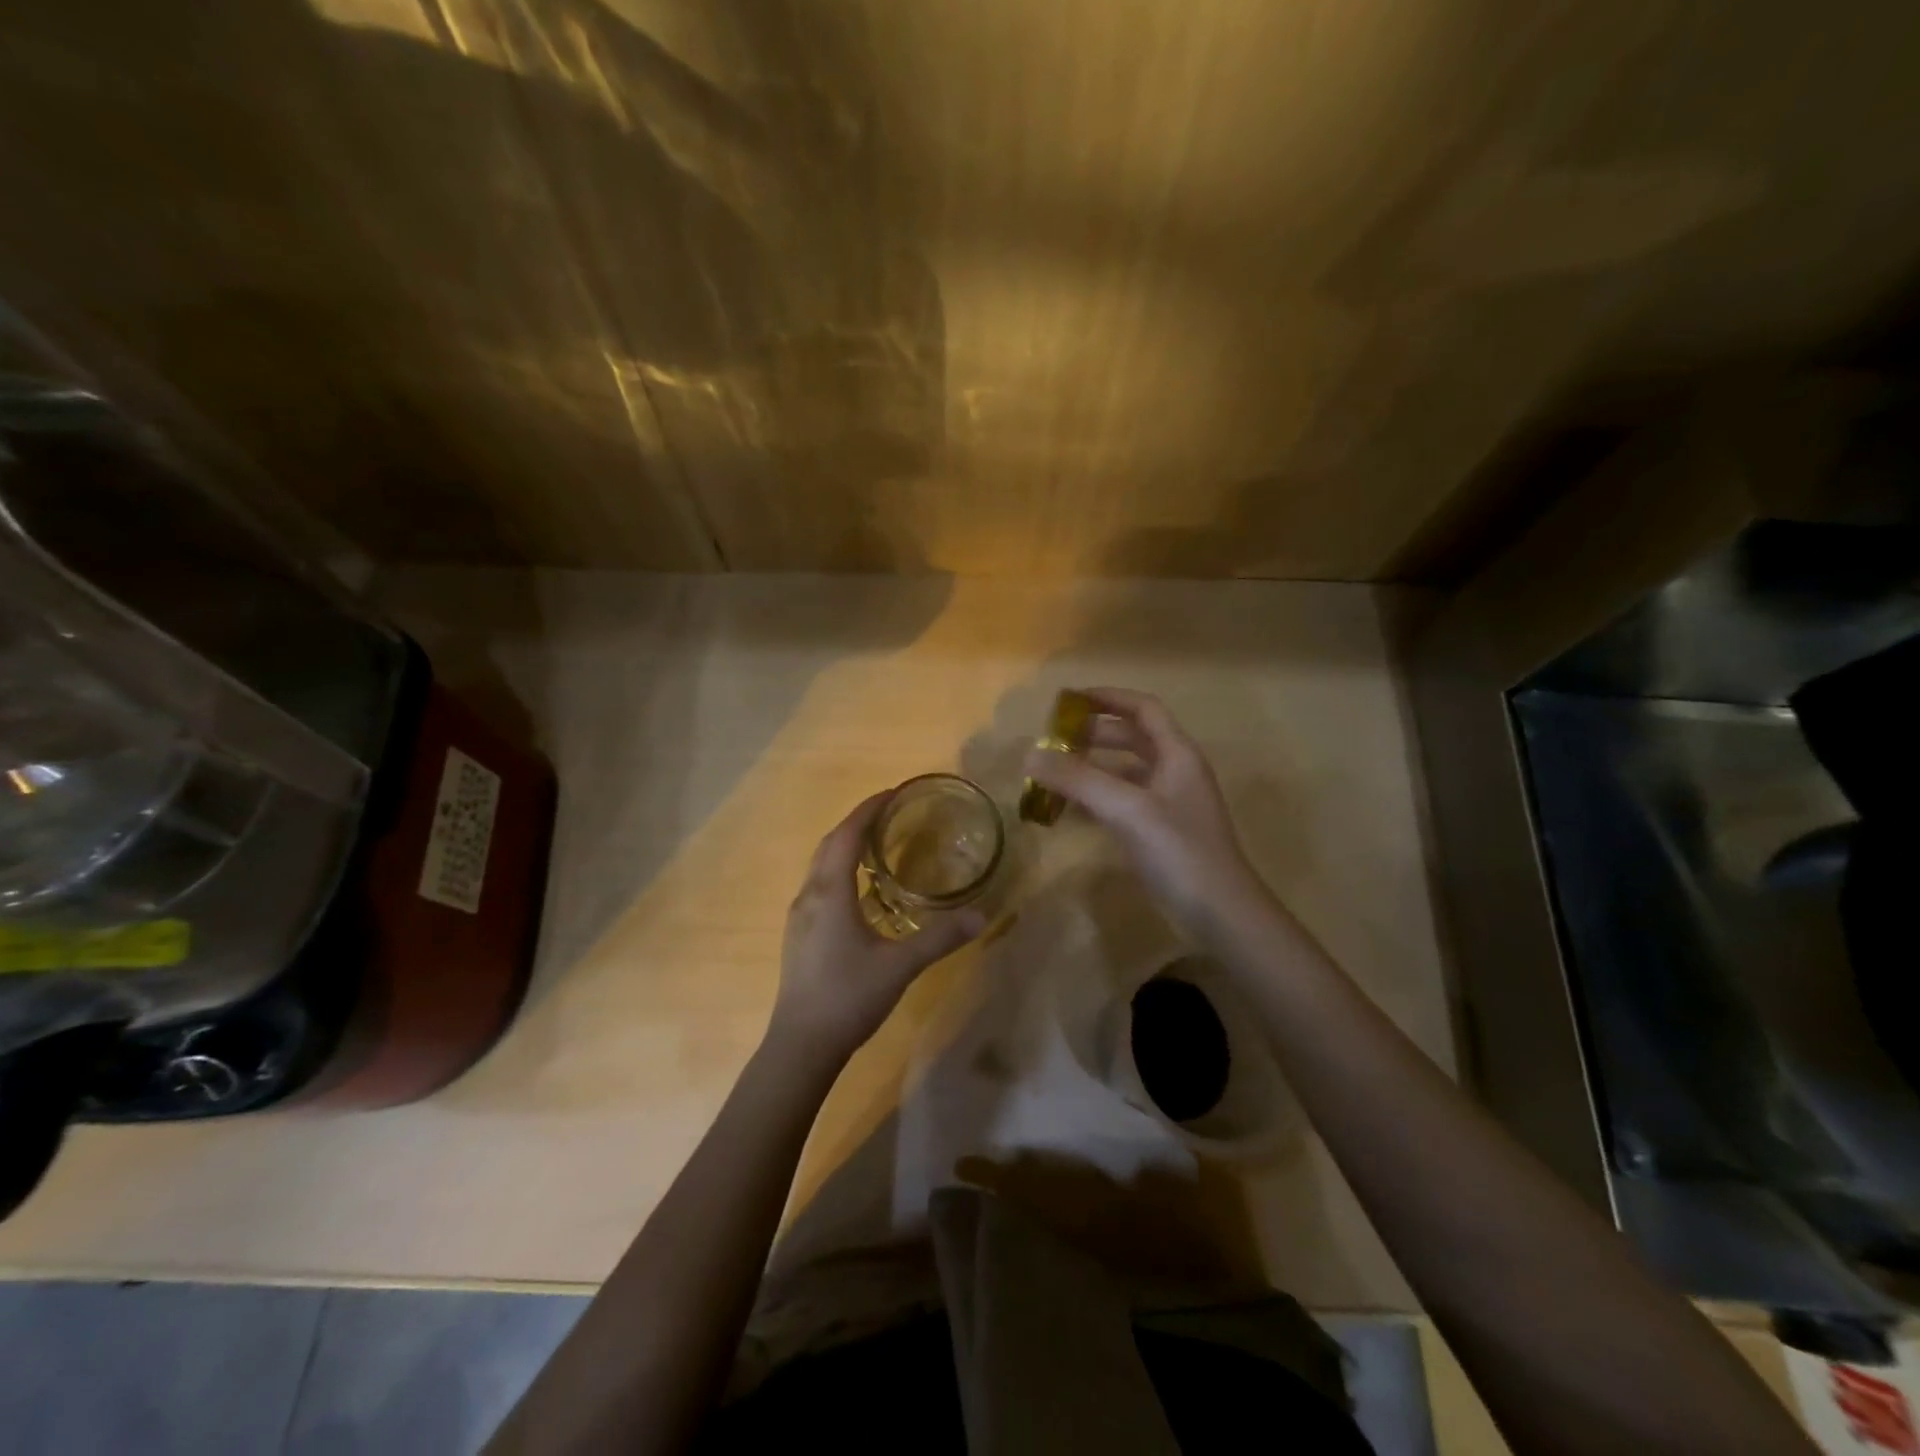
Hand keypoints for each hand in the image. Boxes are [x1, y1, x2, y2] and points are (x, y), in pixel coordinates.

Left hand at [768, 791, 985, 1062]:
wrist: (801, 1045)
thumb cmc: (848, 997)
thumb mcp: (900, 965)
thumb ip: (940, 938)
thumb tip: (981, 915)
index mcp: (830, 892)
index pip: (848, 835)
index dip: (869, 809)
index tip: (895, 793)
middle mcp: (809, 895)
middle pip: (831, 843)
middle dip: (858, 822)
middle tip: (891, 813)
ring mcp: (800, 916)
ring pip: (821, 865)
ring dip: (846, 845)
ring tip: (879, 844)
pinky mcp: (799, 934)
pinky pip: (820, 885)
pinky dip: (840, 870)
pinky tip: (861, 891)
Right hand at [1024, 688, 1272, 943]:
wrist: (1221, 914)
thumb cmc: (1180, 852)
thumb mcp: (1127, 809)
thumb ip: (1078, 780)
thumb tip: (1030, 754)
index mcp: (1177, 754)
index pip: (1143, 709)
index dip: (1108, 698)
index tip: (1069, 699)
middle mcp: (1176, 771)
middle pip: (1133, 737)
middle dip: (1094, 733)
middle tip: (1054, 739)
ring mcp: (1170, 803)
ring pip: (1126, 771)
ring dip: (1093, 766)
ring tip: (1055, 771)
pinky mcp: (1162, 832)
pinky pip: (1124, 801)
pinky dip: (1098, 797)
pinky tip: (1072, 809)